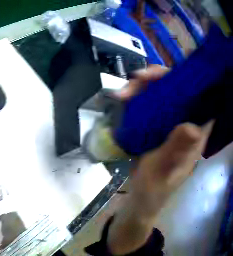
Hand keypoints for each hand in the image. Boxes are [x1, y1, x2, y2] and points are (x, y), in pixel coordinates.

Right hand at [107, 65, 213, 254]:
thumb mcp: (165, 172)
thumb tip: (192, 125)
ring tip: (125, 92)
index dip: (194, 80)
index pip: (201, 100)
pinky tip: (124, 99)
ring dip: (144, 86)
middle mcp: (186, 123)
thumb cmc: (154, 190)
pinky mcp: (158, 125)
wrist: (139, 200)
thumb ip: (176, 150)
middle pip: (178, 89)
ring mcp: (171, 123)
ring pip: (162, 92)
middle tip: (139, 79)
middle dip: (160, 78)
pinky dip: (137, 96)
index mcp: (195, 135)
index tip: (179, 66)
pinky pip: (149, 102)